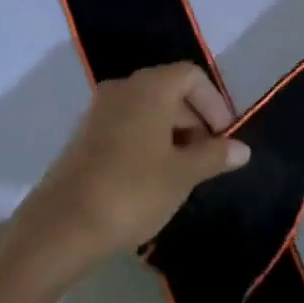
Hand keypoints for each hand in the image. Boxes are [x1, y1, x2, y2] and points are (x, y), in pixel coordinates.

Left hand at [22, 63, 250, 258]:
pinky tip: (154, 177)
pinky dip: (148, 141)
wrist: (61, 226)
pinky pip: (127, 126)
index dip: (214, 103)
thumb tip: (242, 148)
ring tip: (185, 172)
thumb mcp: (183, 174)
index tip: (225, 136)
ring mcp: (99, 111)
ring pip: (147, 110)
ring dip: (172, 133)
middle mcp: (123, 88)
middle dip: (195, 120)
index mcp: (150, 87)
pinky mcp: (84, 136)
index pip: (192, 76)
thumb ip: (214, 156)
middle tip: (209, 158)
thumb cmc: (133, 191)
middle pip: (170, 90)